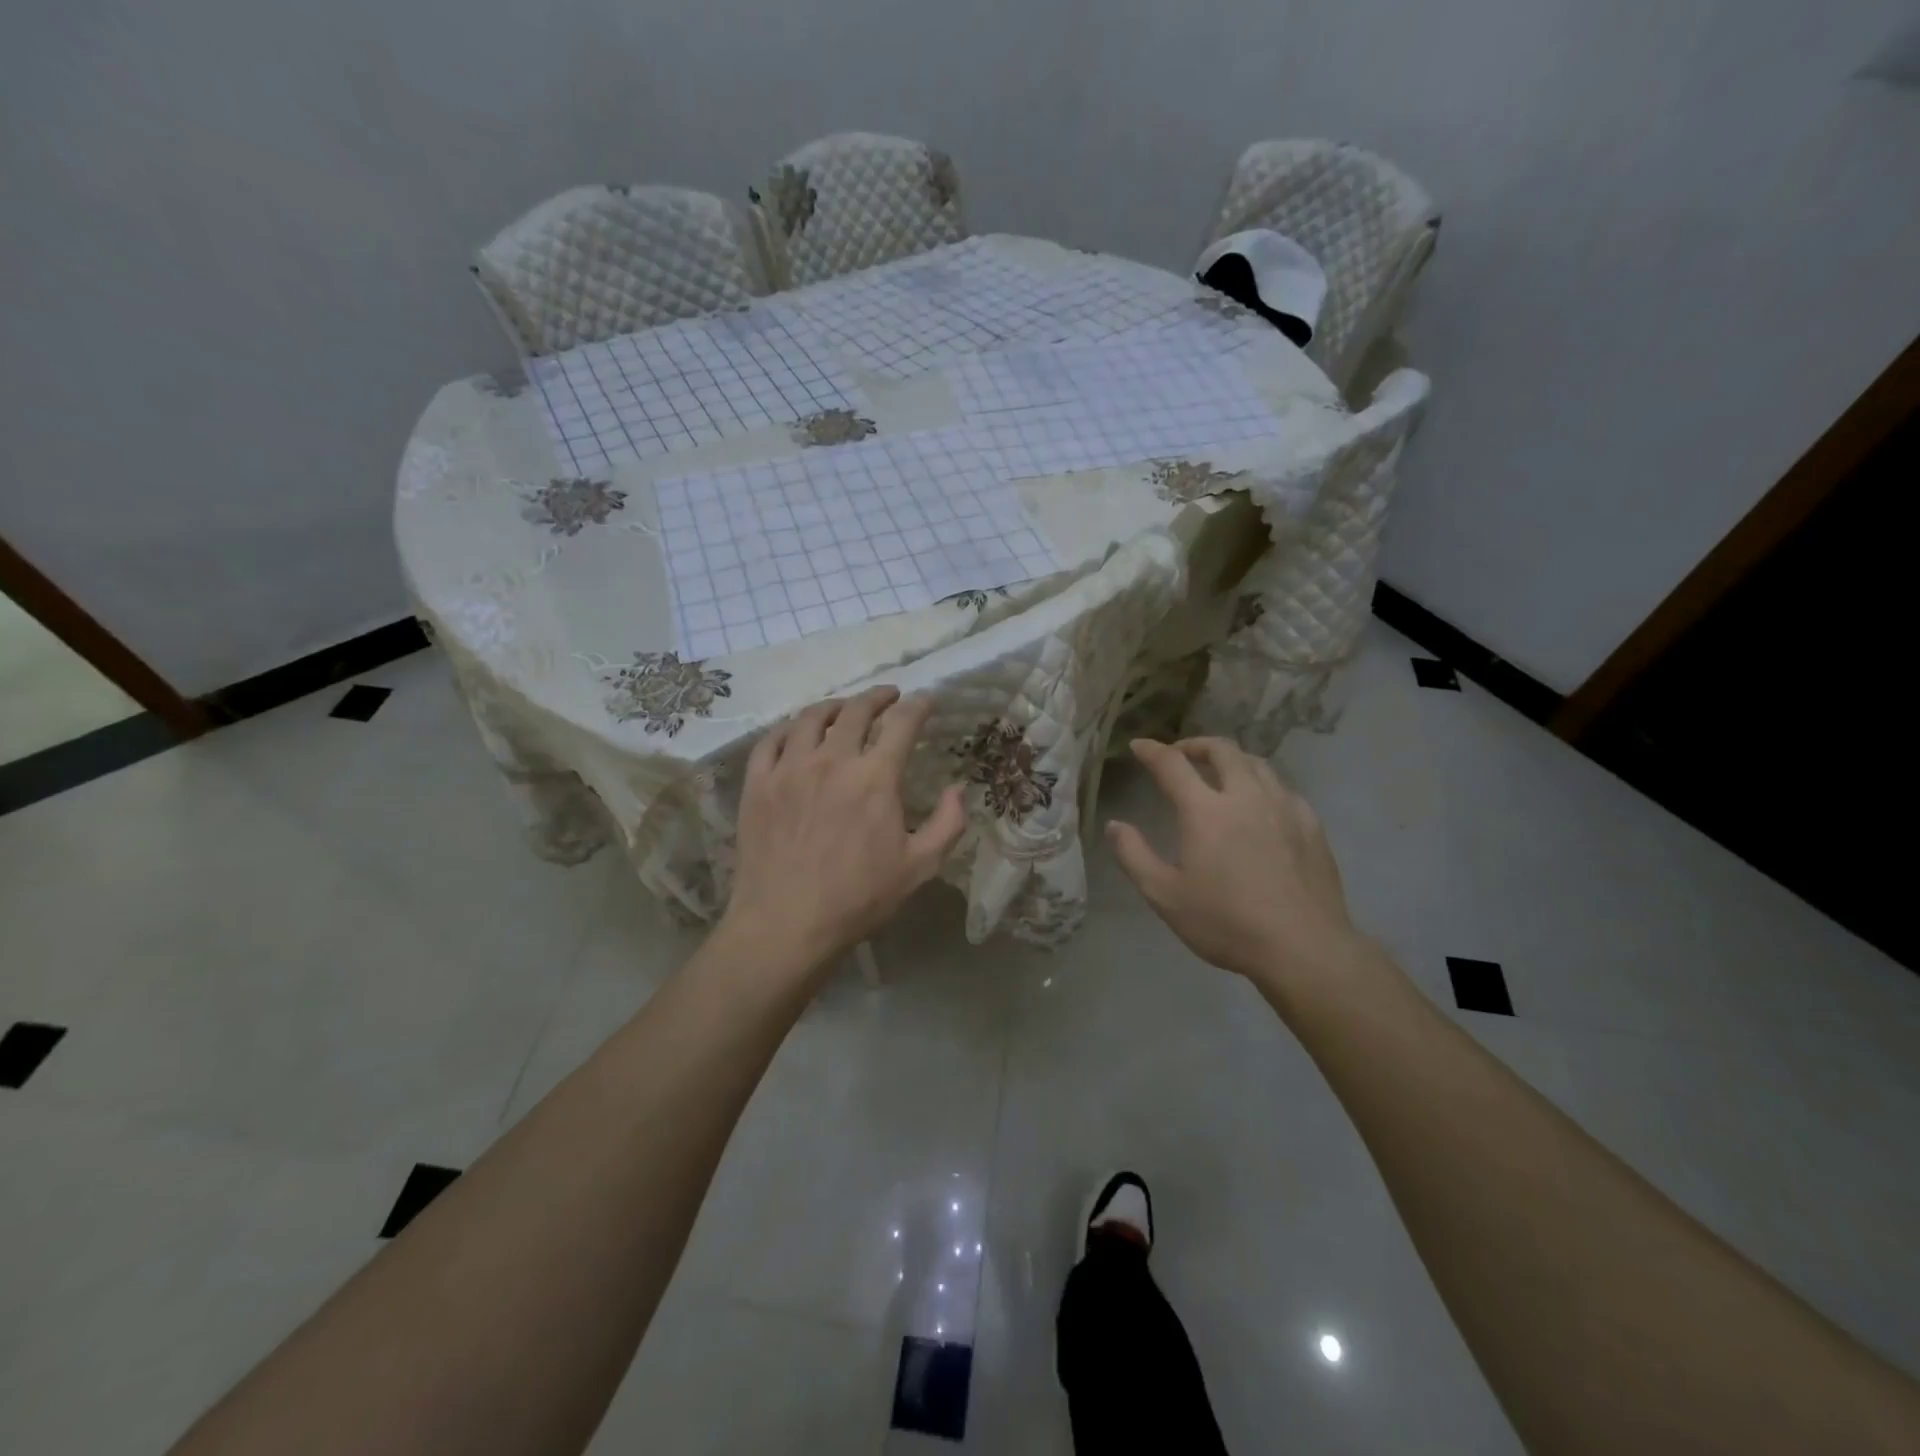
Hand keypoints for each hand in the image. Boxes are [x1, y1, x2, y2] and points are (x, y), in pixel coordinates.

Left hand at [721, 686, 966, 980]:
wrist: (786, 924)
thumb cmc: (858, 898)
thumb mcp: (919, 867)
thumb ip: (947, 824)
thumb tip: (957, 789)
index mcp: (875, 778)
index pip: (902, 723)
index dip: (918, 706)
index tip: (925, 700)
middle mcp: (832, 761)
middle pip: (856, 710)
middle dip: (878, 697)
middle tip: (889, 697)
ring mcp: (789, 769)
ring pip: (810, 718)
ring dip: (834, 706)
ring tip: (844, 709)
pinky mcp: (758, 784)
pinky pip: (771, 740)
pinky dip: (788, 728)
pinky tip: (796, 732)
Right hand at [1106, 737, 1360, 987]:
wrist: (1304, 948)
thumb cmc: (1226, 923)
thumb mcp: (1164, 895)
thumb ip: (1134, 855)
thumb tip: (1115, 825)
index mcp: (1205, 811)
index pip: (1172, 764)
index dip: (1152, 751)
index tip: (1138, 746)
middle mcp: (1246, 796)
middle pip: (1222, 750)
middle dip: (1196, 745)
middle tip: (1181, 754)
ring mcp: (1284, 807)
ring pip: (1257, 764)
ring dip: (1231, 760)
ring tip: (1220, 773)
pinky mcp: (1311, 825)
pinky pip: (1282, 789)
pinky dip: (1262, 785)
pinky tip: (1260, 805)